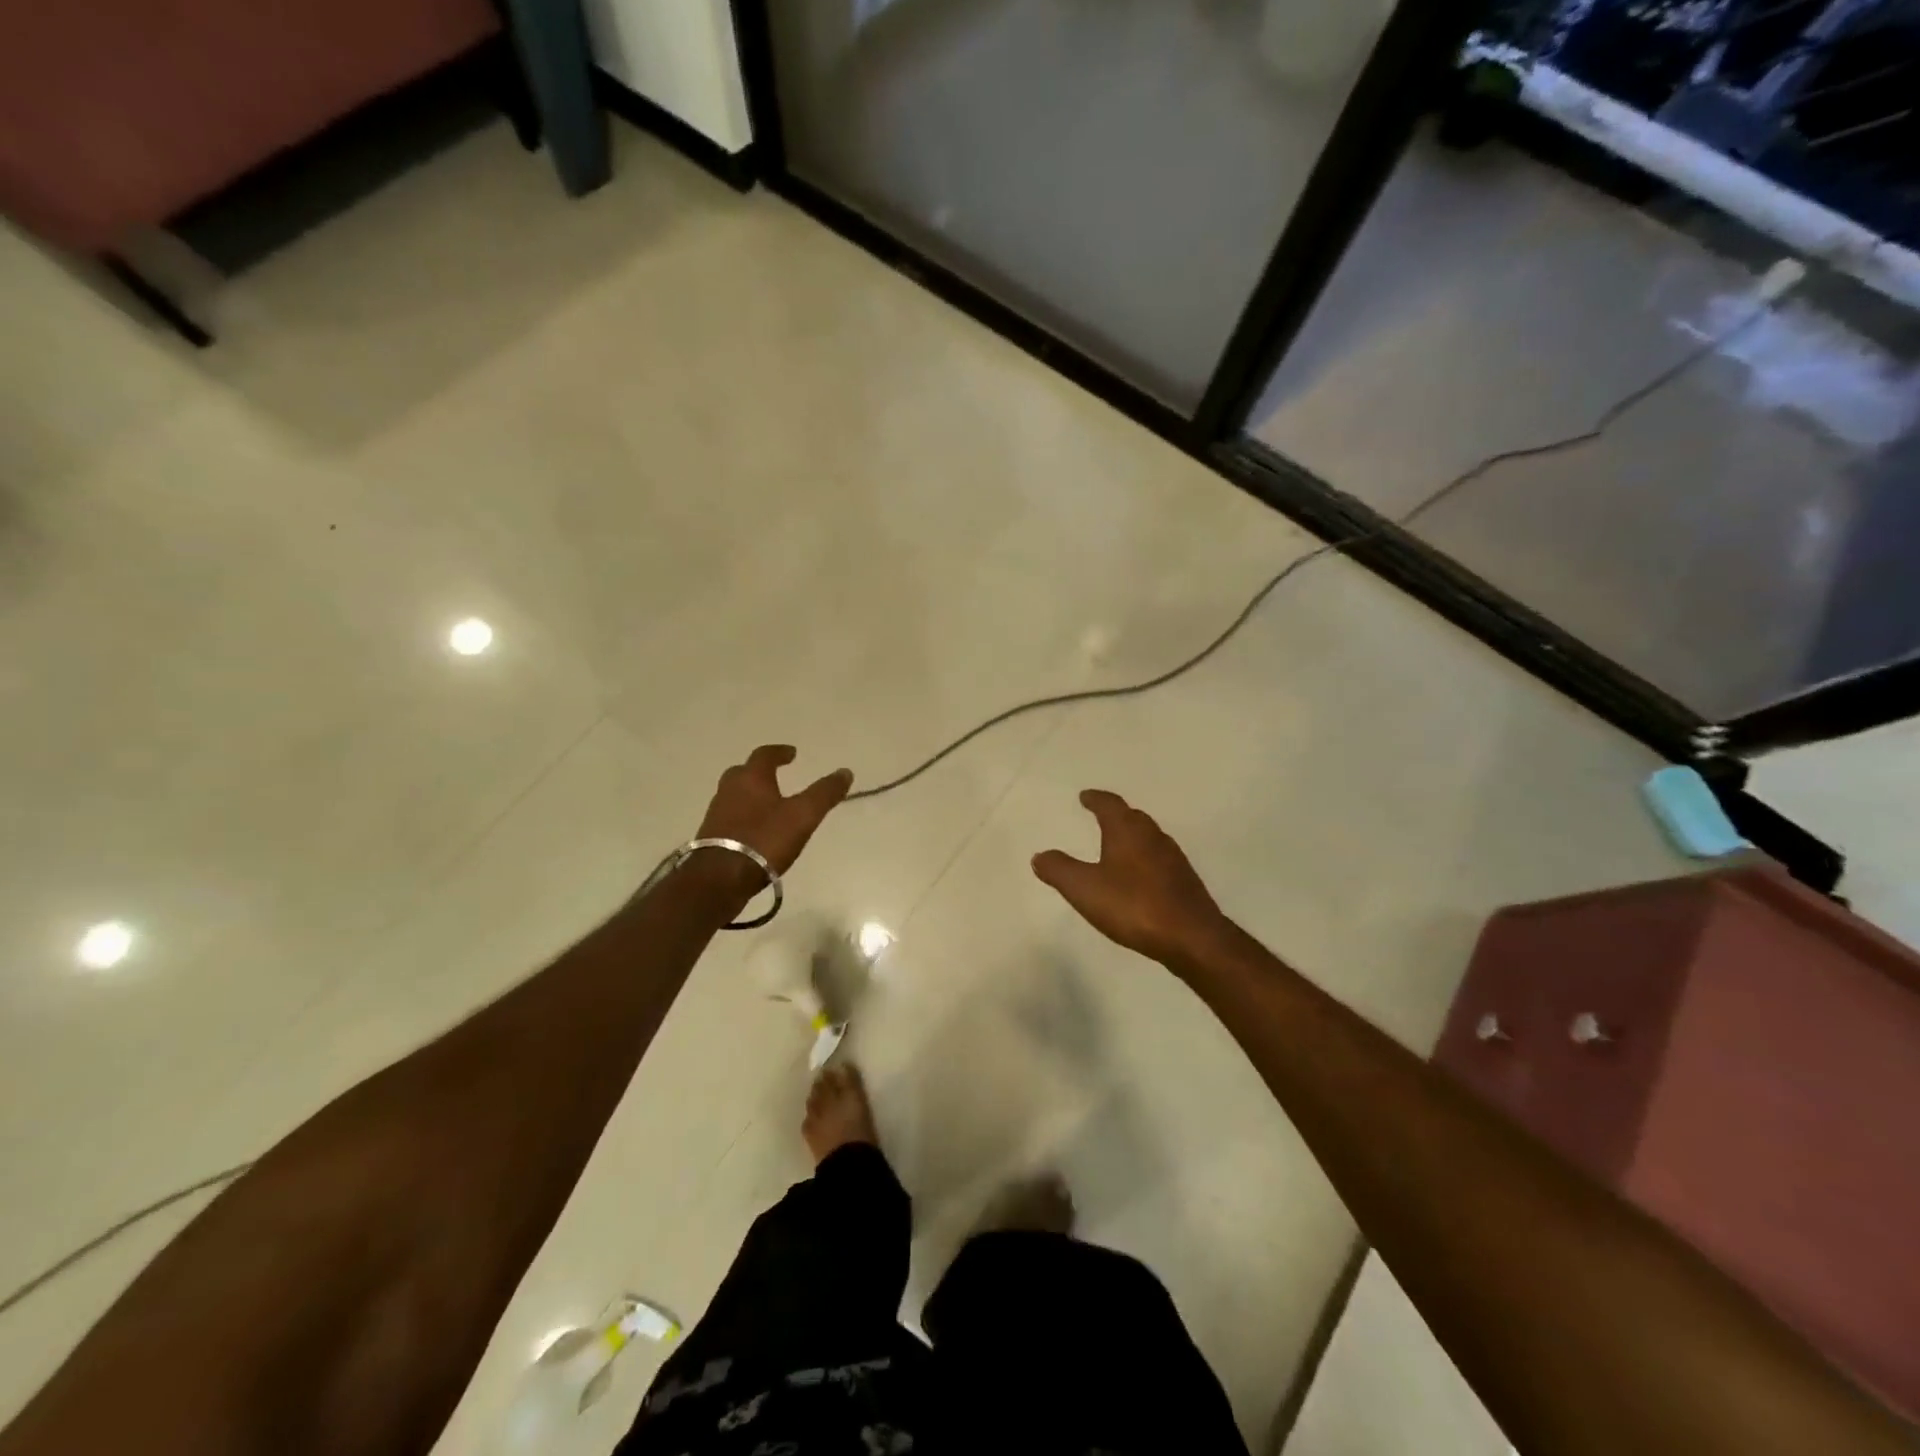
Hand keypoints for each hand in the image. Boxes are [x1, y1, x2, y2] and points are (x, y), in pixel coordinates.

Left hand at [692, 746, 853, 892]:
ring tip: (768, 805)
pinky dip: (743, 816)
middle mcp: (729, 790)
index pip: (764, 755)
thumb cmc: (764, 840)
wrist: (720, 879)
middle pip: (744, 773)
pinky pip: (730, 817)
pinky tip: (754, 830)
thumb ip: (824, 793)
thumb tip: (845, 772)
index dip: (780, 752)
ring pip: (734, 795)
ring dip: (750, 795)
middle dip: (760, 772)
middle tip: (775, 775)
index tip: (792, 753)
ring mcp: (716, 814)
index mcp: (751, 778)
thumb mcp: (803, 816)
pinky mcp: (711, 837)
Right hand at [1033, 790, 1231, 967]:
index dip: (1096, 799)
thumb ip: (1059, 870)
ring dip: (1131, 837)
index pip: (1110, 804)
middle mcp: (1153, 836)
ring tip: (1117, 845)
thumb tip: (1040, 855)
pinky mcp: (1185, 882)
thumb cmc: (1133, 905)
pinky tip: (1139, 877)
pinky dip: (1144, 860)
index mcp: (1127, 831)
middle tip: (1100, 816)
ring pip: (1148, 838)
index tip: (1085, 796)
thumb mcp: (1084, 889)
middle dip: (1115, 815)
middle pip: (1132, 817)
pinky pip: (1159, 860)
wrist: (1192, 937)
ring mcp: (1173, 859)